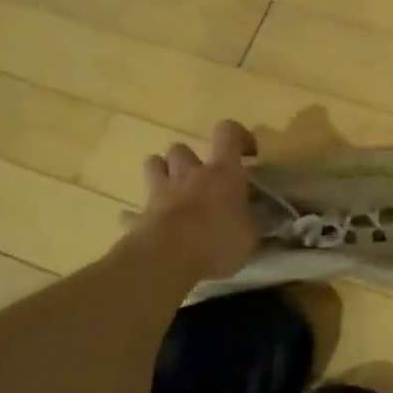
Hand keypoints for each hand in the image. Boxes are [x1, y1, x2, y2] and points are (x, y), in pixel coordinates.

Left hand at [127, 121, 259, 283]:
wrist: (167, 259)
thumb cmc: (217, 242)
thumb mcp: (251, 237)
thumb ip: (254, 224)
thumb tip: (259, 220)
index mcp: (222, 173)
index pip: (228, 133)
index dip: (238, 136)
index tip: (248, 155)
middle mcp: (189, 174)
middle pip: (182, 148)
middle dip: (190, 159)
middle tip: (202, 180)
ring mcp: (160, 192)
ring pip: (154, 164)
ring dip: (162, 172)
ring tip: (173, 191)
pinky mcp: (139, 216)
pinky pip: (133, 212)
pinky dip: (139, 216)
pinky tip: (145, 226)